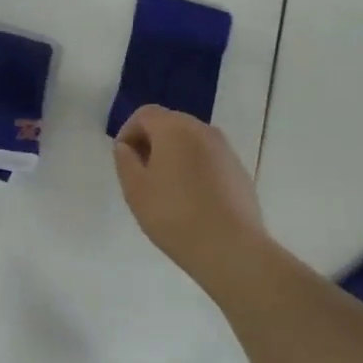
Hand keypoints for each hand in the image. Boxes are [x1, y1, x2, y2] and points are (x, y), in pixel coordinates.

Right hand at [114, 106, 272, 298]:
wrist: (231, 248)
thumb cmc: (174, 215)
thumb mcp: (135, 190)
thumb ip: (125, 161)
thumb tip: (126, 147)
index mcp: (174, 128)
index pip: (145, 114)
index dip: (128, 131)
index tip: (123, 159)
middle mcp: (203, 130)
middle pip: (170, 123)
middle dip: (151, 142)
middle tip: (141, 173)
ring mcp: (225, 150)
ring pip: (191, 141)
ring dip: (174, 155)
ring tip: (165, 188)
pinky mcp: (239, 171)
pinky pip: (209, 159)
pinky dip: (195, 168)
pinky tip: (192, 199)